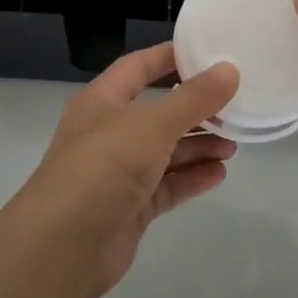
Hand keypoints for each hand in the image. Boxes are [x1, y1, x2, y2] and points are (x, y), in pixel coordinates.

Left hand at [15, 43, 238, 297]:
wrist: (63, 246)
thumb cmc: (104, 166)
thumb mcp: (152, 124)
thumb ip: (193, 98)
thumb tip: (229, 70)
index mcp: (103, 100)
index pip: (139, 67)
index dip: (170, 57)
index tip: (208, 52)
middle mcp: (109, 132)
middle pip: (157, 111)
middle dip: (194, 109)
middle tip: (233, 106)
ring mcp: (118, 172)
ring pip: (165, 151)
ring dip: (197, 146)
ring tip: (233, 144)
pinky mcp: (130, 208)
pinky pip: (166, 186)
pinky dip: (191, 178)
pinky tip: (219, 173)